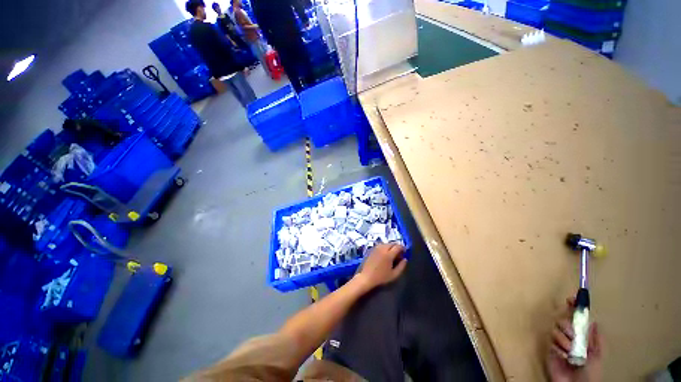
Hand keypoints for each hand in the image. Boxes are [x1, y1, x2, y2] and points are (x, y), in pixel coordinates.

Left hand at [355, 244, 406, 290]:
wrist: (366, 277)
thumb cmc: (381, 278)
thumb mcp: (394, 275)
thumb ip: (401, 266)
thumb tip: (405, 259)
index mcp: (388, 254)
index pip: (398, 246)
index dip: (403, 248)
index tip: (405, 252)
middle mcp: (382, 248)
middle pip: (392, 243)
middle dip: (397, 247)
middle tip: (398, 254)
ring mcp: (376, 248)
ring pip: (386, 243)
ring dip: (390, 247)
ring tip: (392, 254)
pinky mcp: (372, 249)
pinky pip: (380, 245)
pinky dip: (384, 247)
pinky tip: (384, 254)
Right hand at [546, 298, 603, 381]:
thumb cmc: (592, 372)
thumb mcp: (598, 355)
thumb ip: (597, 339)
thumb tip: (594, 320)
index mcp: (582, 337)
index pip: (576, 318)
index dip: (574, 307)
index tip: (571, 299)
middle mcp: (570, 337)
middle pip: (563, 321)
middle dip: (567, 327)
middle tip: (573, 336)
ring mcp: (559, 343)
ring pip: (556, 331)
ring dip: (564, 340)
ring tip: (569, 352)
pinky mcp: (550, 350)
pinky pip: (550, 341)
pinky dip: (558, 348)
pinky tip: (563, 356)